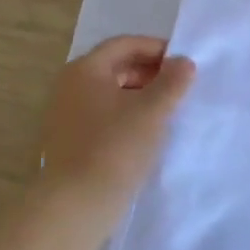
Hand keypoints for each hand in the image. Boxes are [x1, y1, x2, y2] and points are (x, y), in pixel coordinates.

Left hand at [37, 36, 194, 202]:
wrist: (76, 204)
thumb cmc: (115, 148)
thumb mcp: (152, 112)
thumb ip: (172, 82)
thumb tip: (183, 62)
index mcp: (84, 69)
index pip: (124, 44)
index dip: (156, 48)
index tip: (183, 62)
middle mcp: (69, 85)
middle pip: (114, 67)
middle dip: (149, 73)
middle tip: (179, 87)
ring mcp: (65, 114)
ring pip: (108, 93)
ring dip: (138, 96)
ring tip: (167, 111)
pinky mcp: (68, 140)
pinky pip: (101, 116)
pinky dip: (125, 116)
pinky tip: (145, 134)